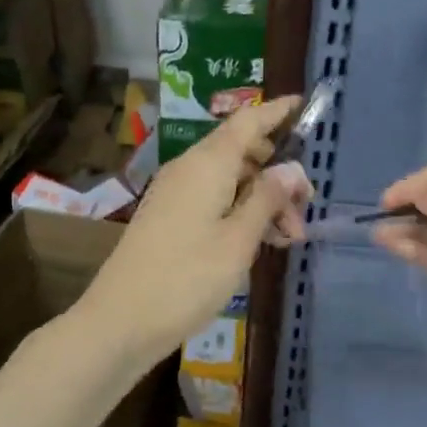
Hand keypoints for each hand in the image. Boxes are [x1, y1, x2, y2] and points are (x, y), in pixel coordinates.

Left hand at [81, 96, 310, 362]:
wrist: (121, 321)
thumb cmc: (186, 279)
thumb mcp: (238, 241)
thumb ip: (267, 200)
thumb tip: (292, 168)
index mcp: (207, 164)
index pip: (247, 121)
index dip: (276, 111)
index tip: (304, 105)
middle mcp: (189, 169)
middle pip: (241, 152)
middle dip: (277, 173)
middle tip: (305, 207)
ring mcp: (175, 194)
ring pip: (229, 180)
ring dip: (262, 200)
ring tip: (288, 238)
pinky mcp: (169, 218)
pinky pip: (213, 200)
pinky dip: (239, 212)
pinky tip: (259, 243)